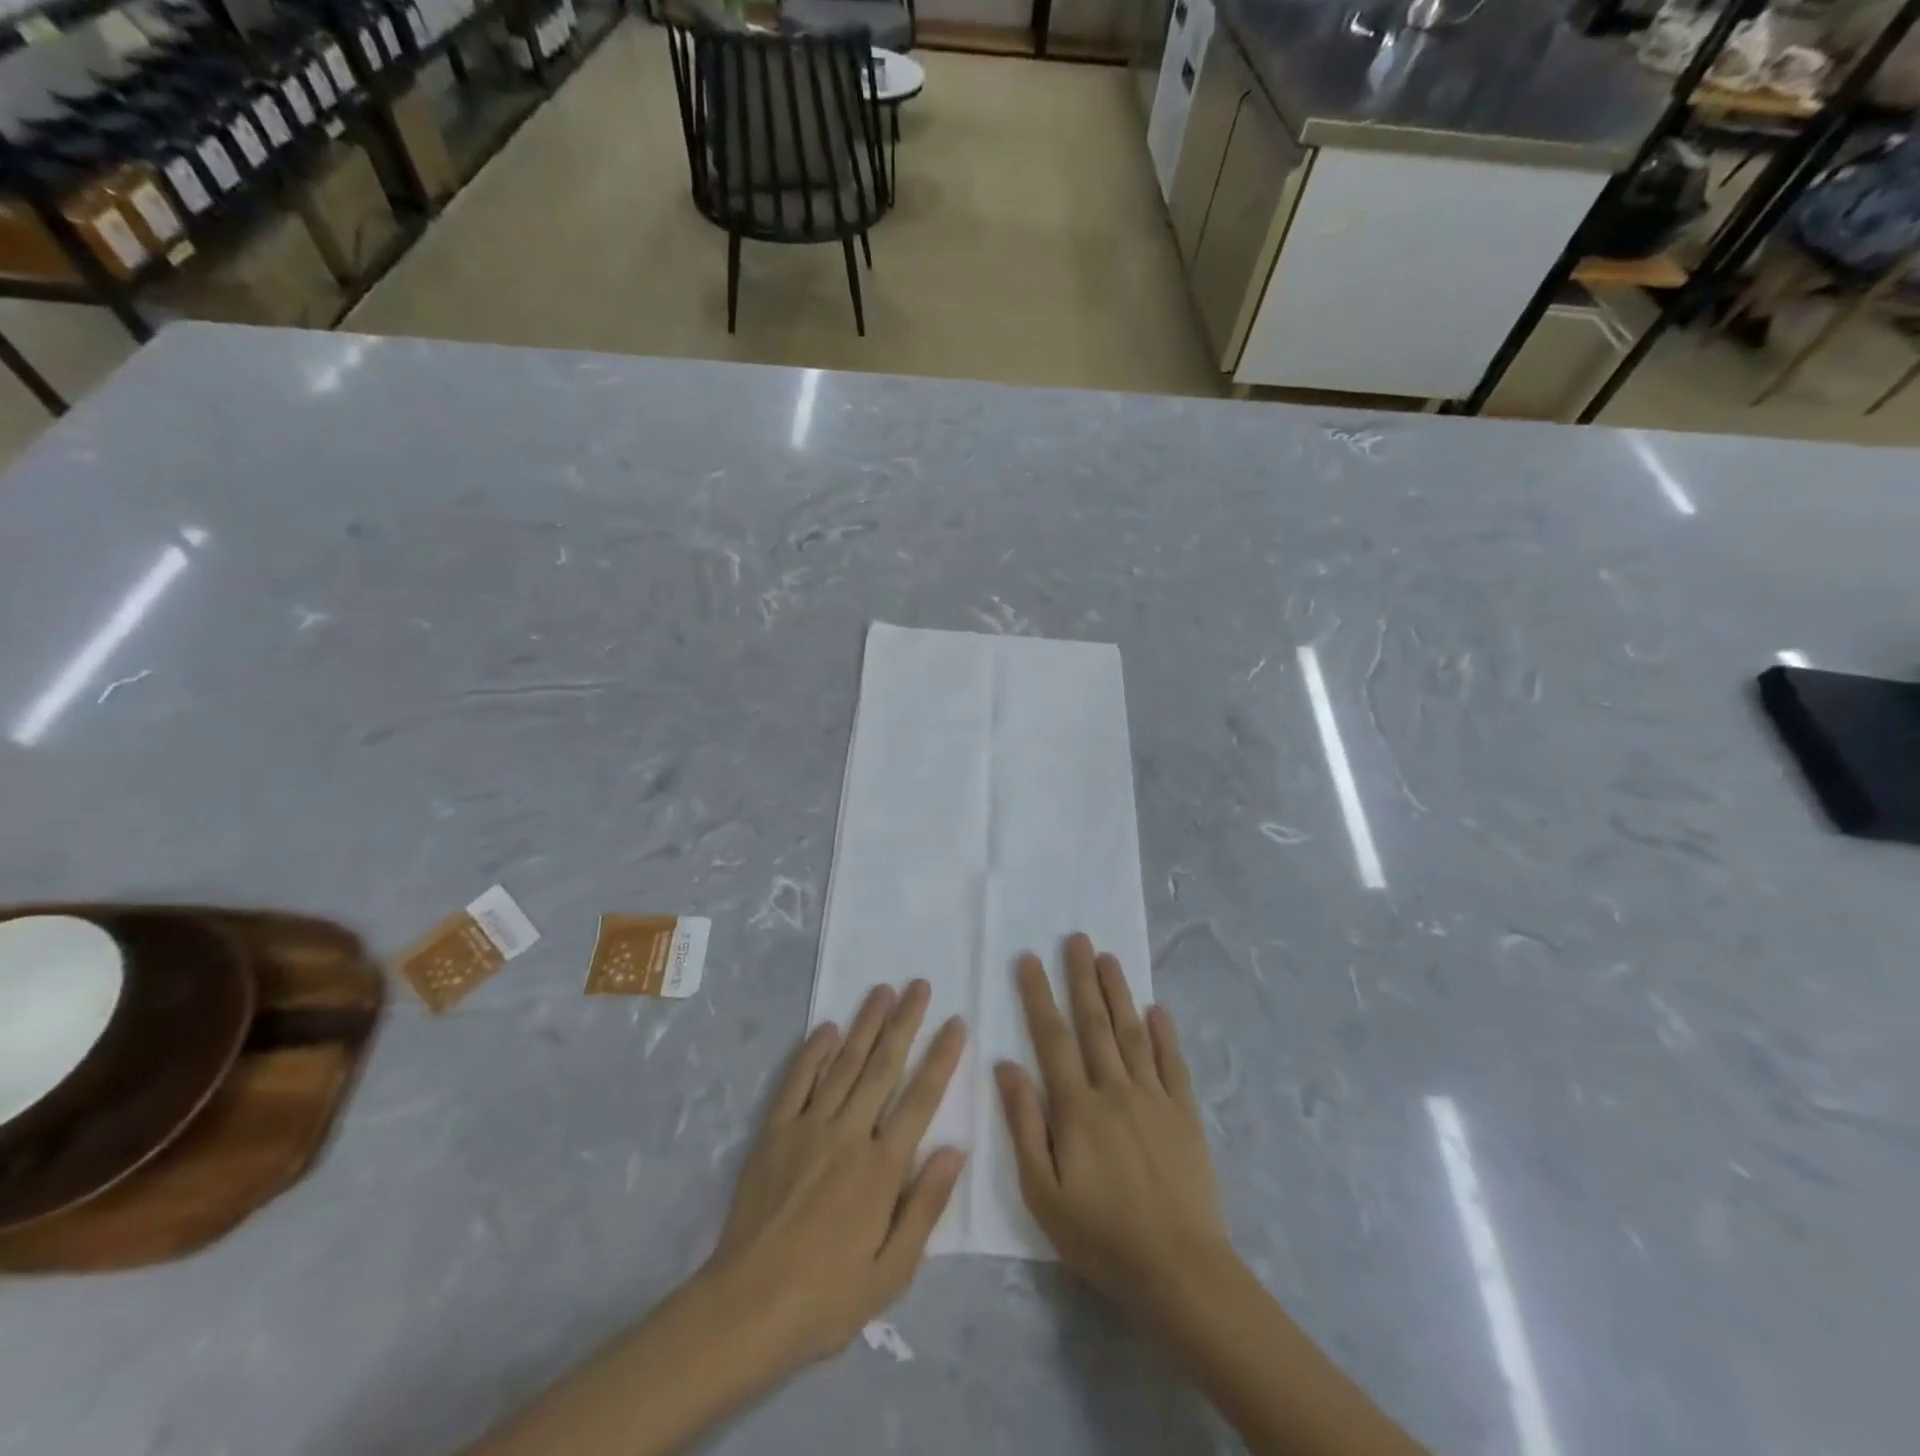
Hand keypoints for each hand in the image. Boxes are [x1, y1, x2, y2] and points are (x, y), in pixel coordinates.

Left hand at [703, 980, 966, 1371]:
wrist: (745, 1309)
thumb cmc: (827, 1298)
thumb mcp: (892, 1272)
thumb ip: (926, 1206)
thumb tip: (956, 1149)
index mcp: (882, 1169)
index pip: (920, 1099)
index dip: (941, 1058)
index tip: (956, 1022)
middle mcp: (849, 1135)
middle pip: (883, 1066)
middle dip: (905, 1022)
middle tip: (920, 985)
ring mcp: (808, 1127)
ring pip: (844, 1063)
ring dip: (865, 1024)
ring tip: (883, 990)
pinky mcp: (774, 1131)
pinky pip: (797, 1081)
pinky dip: (813, 1051)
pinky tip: (828, 1027)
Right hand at [995, 933, 1232, 1314]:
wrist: (1178, 1269)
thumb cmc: (1100, 1235)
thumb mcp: (1042, 1191)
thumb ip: (1024, 1124)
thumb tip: (1006, 1064)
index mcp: (1077, 1106)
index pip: (1052, 1037)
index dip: (1039, 995)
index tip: (1028, 959)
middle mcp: (1115, 1089)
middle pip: (1095, 1022)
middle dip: (1082, 977)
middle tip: (1076, 938)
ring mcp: (1154, 1098)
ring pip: (1132, 1032)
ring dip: (1119, 992)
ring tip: (1109, 958)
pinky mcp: (1184, 1114)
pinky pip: (1173, 1063)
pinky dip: (1165, 1033)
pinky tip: (1159, 1009)